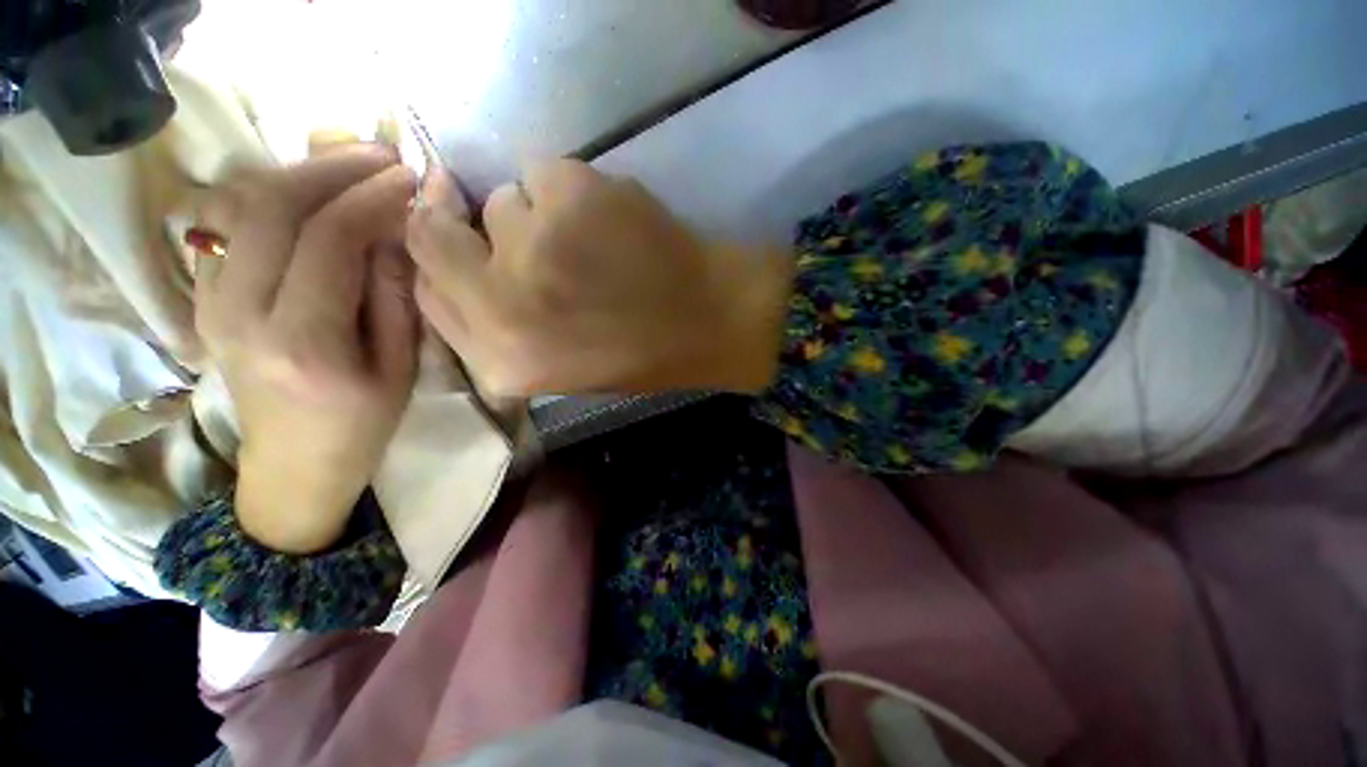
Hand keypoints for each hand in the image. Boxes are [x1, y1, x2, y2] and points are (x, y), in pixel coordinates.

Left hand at [197, 147, 418, 553]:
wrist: (294, 461)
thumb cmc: (363, 421)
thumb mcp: (401, 366)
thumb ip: (395, 296)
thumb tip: (394, 231)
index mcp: (304, 341)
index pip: (329, 239)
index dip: (372, 197)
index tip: (410, 178)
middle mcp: (241, 312)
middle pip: (272, 206)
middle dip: (332, 167)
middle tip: (382, 154)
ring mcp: (209, 300)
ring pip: (240, 204)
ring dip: (299, 172)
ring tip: (349, 166)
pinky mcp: (202, 296)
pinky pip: (227, 223)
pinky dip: (269, 194)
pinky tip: (309, 195)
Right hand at [405, 159, 792, 395]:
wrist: (708, 322)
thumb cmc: (637, 353)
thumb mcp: (556, 366)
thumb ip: (494, 324)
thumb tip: (452, 259)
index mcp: (501, 359)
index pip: (426, 286)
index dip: (447, 260)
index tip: (472, 251)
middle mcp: (504, 304)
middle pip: (435, 231)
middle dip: (475, 230)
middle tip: (530, 240)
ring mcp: (537, 245)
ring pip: (503, 200)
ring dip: (538, 216)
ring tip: (592, 246)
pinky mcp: (573, 195)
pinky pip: (545, 172)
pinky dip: (572, 191)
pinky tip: (613, 222)